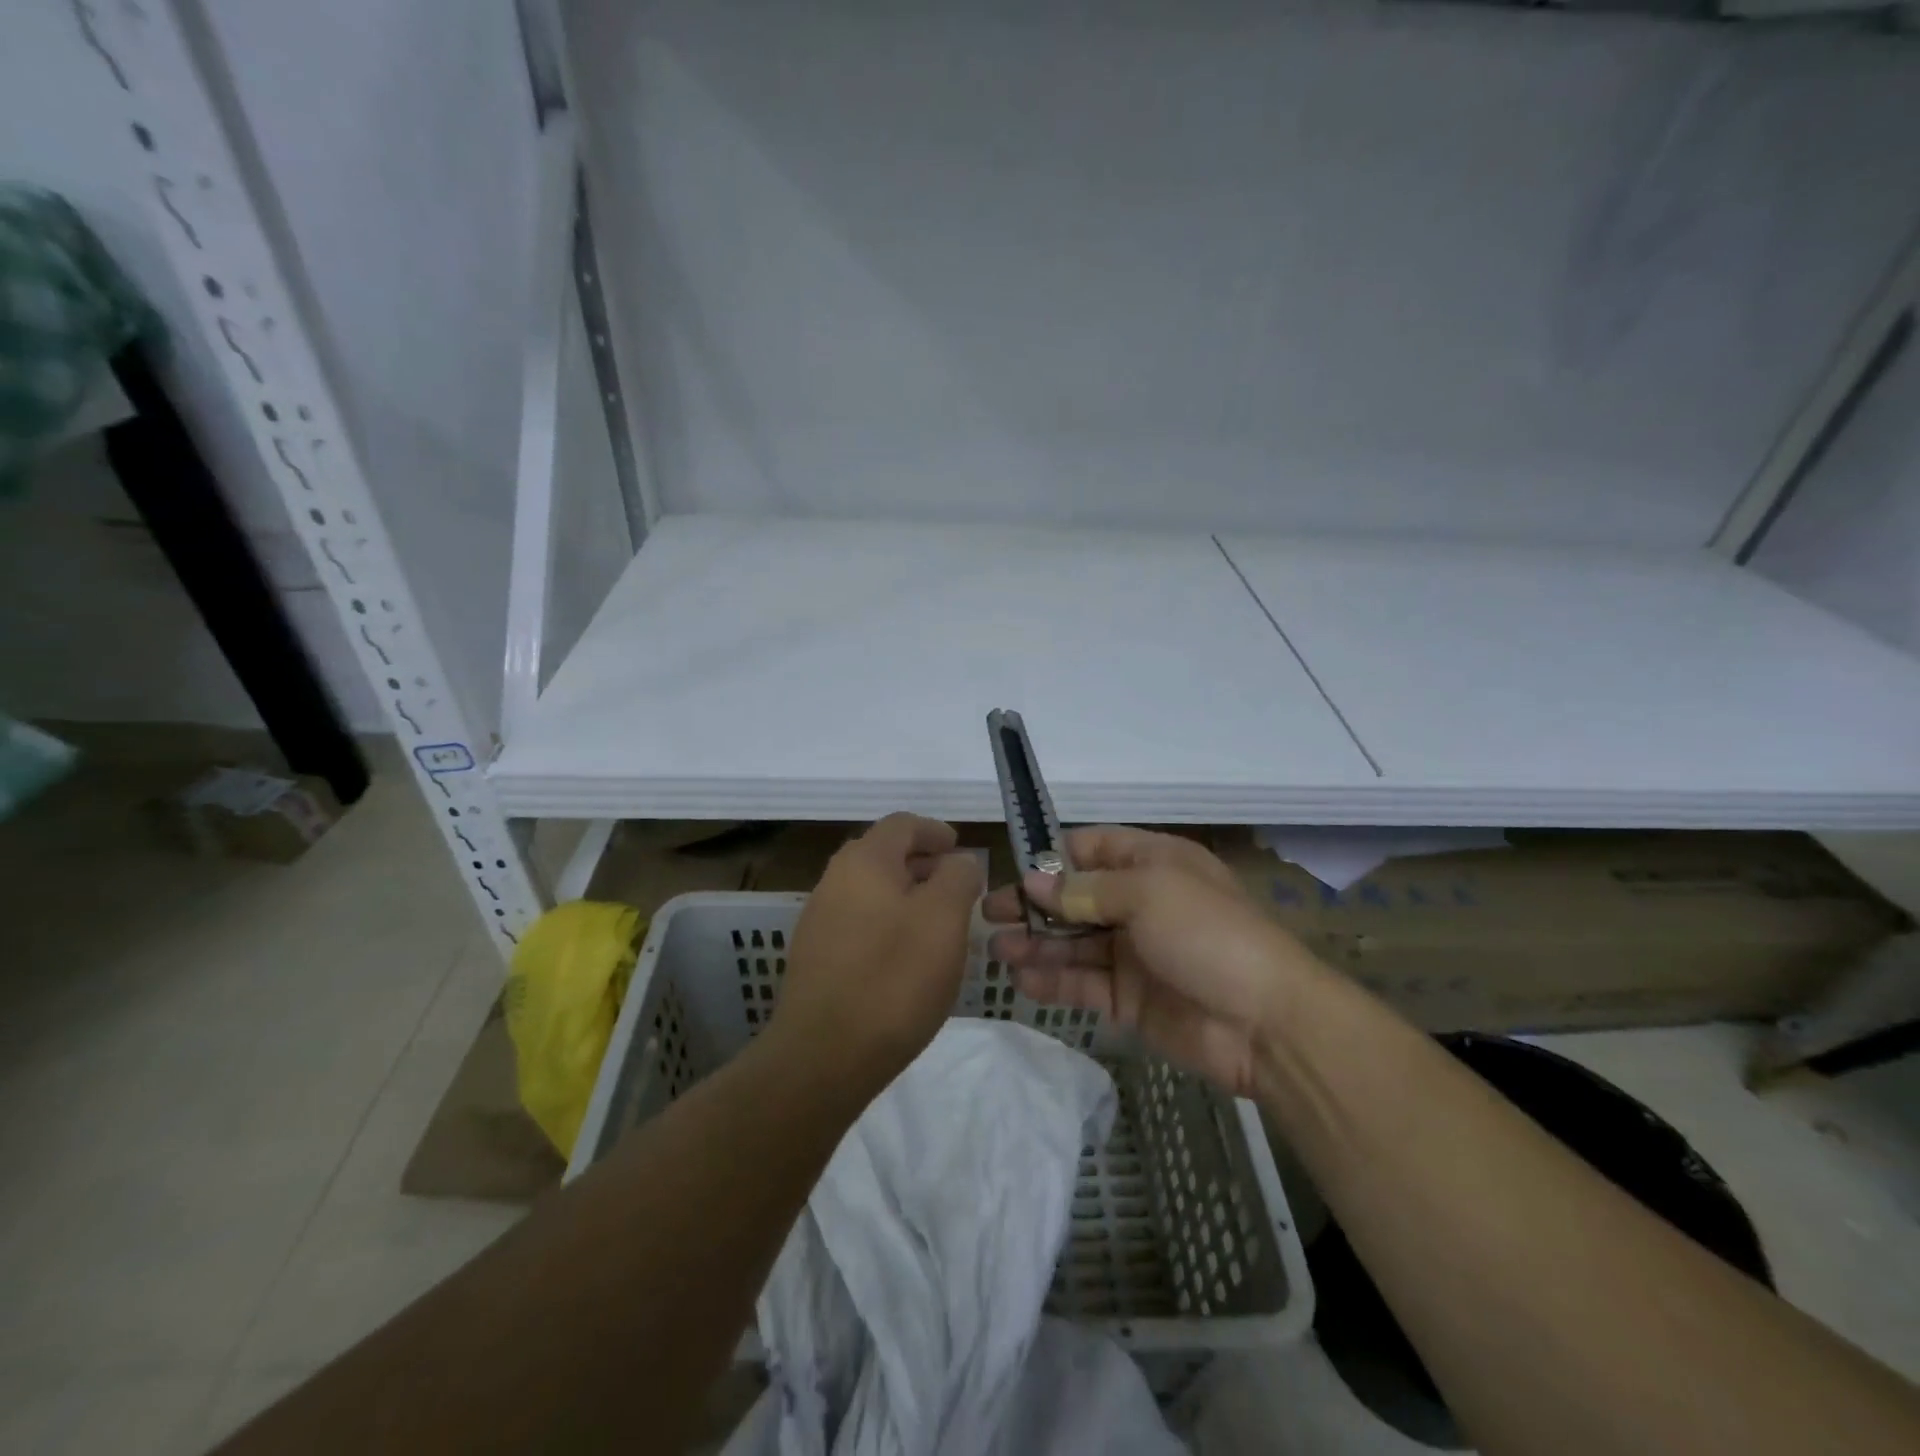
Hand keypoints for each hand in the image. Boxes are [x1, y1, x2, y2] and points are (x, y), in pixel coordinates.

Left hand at [773, 813, 983, 1088]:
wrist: (823, 1056)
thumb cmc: (894, 978)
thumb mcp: (944, 919)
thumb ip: (958, 877)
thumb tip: (957, 862)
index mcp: (865, 860)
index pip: (903, 824)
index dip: (935, 831)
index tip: (961, 850)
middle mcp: (835, 879)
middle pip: (883, 854)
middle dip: (922, 863)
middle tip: (955, 886)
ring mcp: (819, 918)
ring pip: (870, 890)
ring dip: (905, 895)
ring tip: (936, 923)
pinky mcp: (815, 956)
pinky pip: (858, 921)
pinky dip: (886, 923)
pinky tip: (905, 956)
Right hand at [984, 827, 1318, 1097]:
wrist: (1266, 1023)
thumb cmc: (1208, 935)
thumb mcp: (1148, 894)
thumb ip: (1085, 889)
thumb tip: (1033, 880)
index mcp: (1153, 863)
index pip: (1092, 848)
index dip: (1052, 857)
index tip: (1013, 870)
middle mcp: (1140, 903)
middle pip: (1076, 897)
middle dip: (1034, 904)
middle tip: (989, 915)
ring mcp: (1134, 952)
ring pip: (1074, 942)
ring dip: (1036, 943)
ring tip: (996, 950)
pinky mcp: (1130, 997)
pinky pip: (1084, 983)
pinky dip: (1053, 980)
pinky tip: (1023, 981)